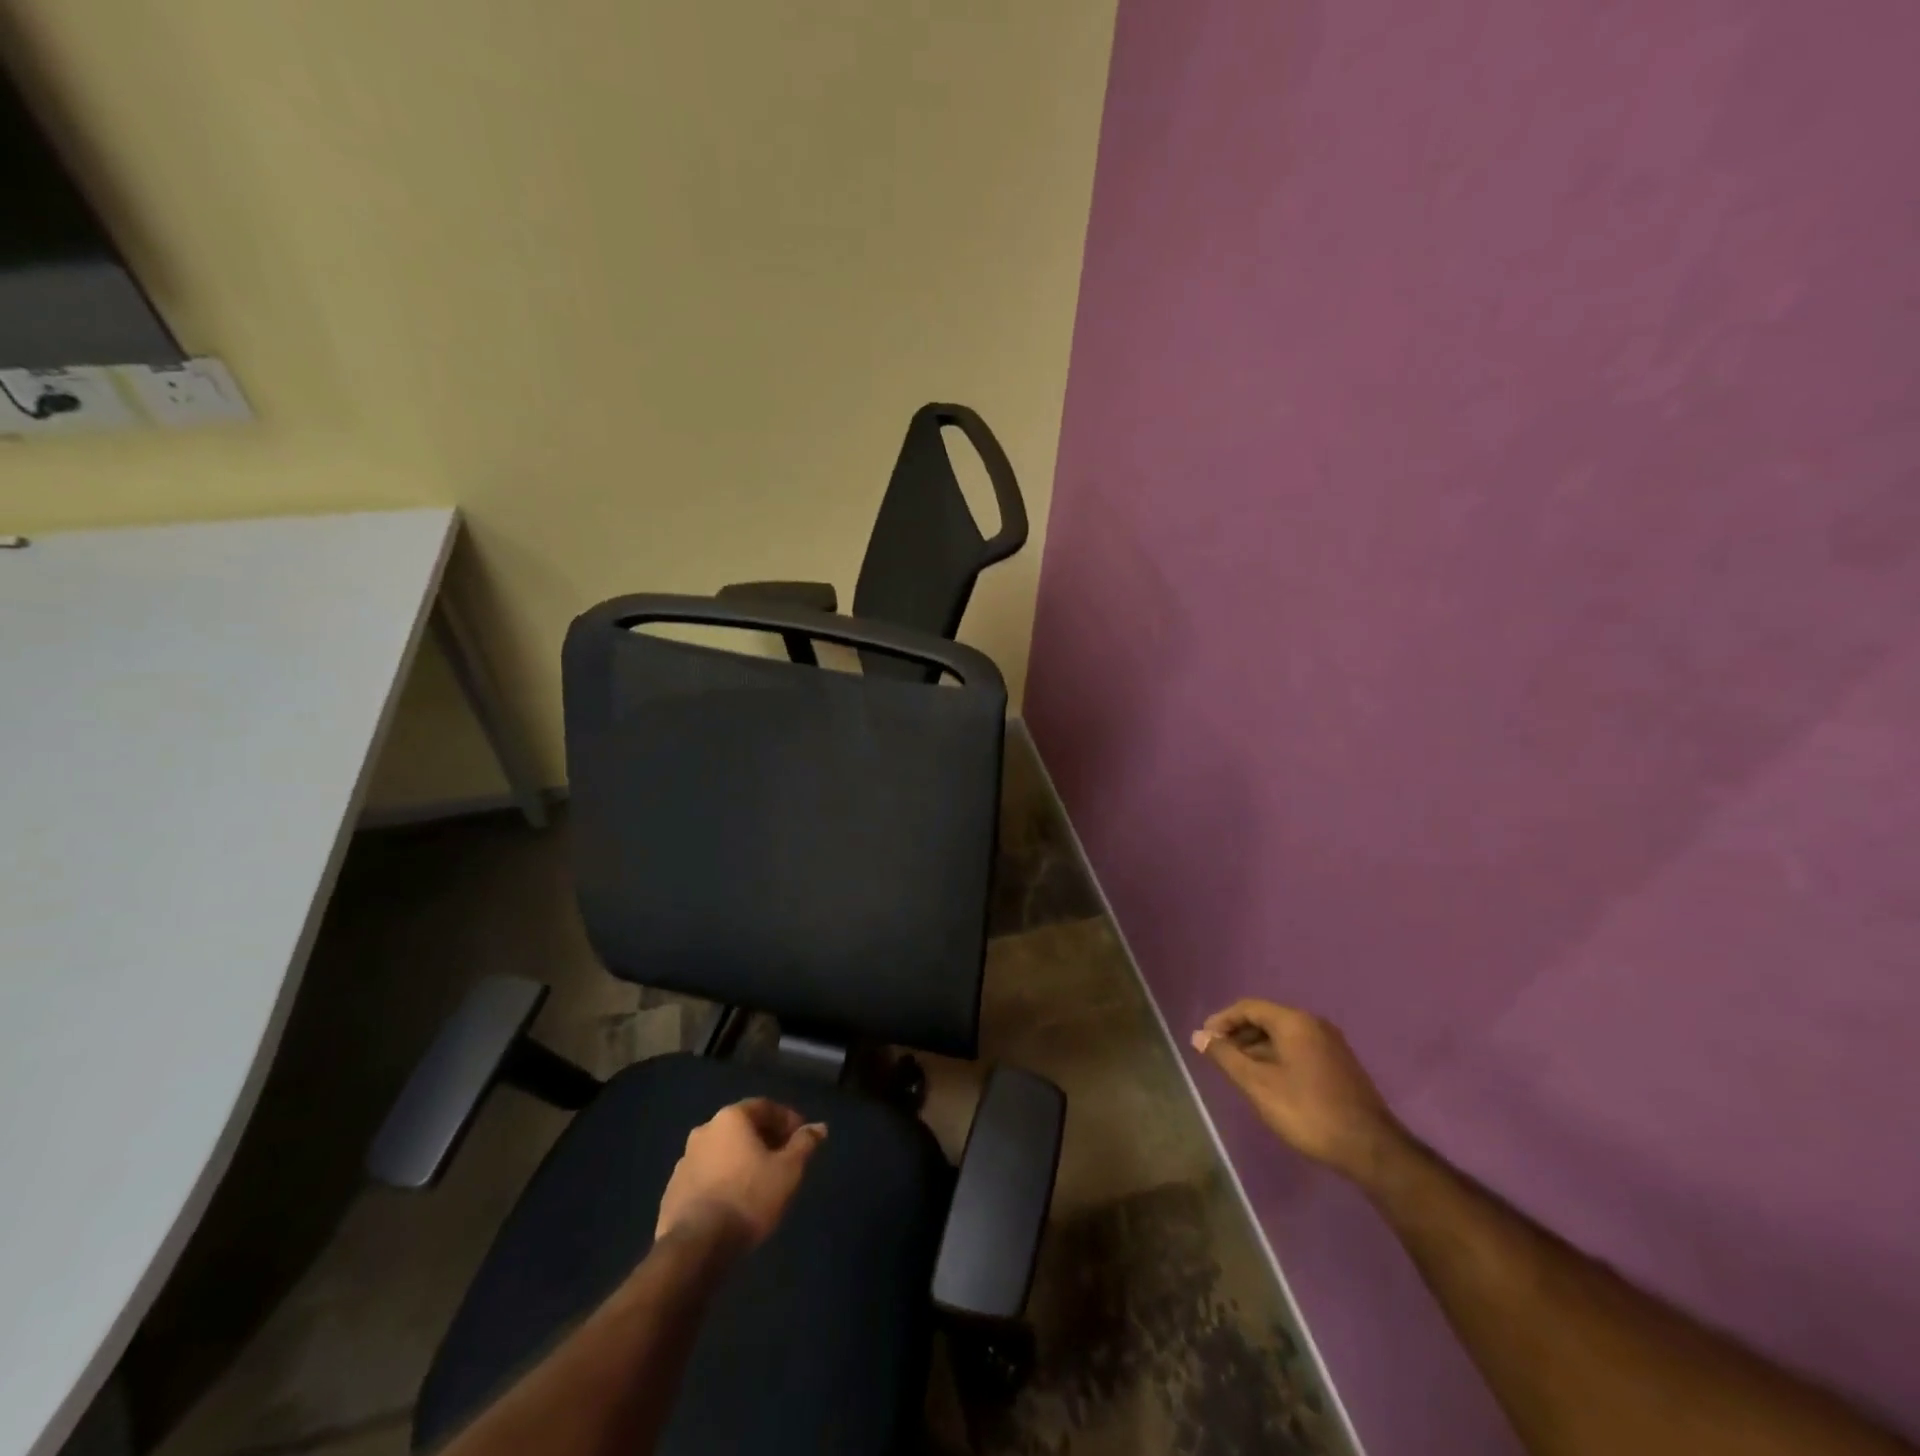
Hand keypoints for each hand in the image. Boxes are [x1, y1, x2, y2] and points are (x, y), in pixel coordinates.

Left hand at [655, 1099, 826, 1251]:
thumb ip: (804, 1144)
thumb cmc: (748, 1197)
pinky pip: (706, 1176)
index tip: (801, 1138)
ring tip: (759, 1183)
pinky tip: (734, 1202)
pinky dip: (723, 1180)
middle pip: (742, 1128)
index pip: (765, 1107)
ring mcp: (684, 1162)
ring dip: (741, 1161)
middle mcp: (704, 1131)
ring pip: (722, 1153)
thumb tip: (819, 1127)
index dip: (787, 1120)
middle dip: (764, 1140)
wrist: (695, 1247)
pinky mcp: (672, 1192)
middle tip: (783, 1159)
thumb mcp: (788, 1170)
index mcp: (731, 1118)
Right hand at [1191, 1000, 1406, 1186]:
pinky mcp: (1339, 1064)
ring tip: (1238, 1071)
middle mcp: (1314, 1024)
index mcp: (1294, 1022)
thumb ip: (1225, 1057)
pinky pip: (1298, 1049)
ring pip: (1283, 1036)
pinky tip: (1268, 1081)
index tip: (1204, 1040)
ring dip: (1256, 1048)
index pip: (1248, 1007)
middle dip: (1238, 1034)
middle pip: (1266, 1019)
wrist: (1370, 1148)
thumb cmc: (1307, 1111)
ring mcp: (1330, 1044)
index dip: (1222, 1020)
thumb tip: (1199, 1037)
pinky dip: (1276, 1057)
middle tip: (1218, 1055)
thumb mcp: (1258, 1084)